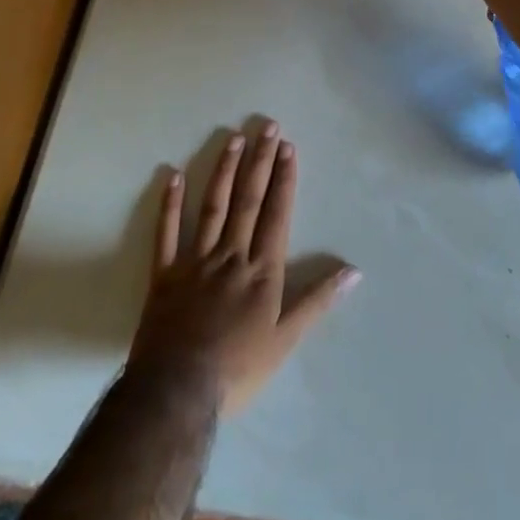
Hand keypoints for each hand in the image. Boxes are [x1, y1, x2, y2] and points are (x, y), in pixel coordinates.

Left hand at [127, 121, 358, 416]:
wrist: (177, 392)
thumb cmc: (238, 369)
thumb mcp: (286, 340)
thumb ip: (318, 301)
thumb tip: (354, 271)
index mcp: (261, 270)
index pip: (276, 214)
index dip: (283, 179)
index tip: (287, 147)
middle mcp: (230, 255)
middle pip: (247, 201)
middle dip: (259, 162)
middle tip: (267, 127)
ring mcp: (195, 261)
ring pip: (212, 207)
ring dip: (223, 170)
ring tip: (233, 138)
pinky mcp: (164, 274)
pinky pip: (167, 233)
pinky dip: (170, 204)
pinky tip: (173, 175)